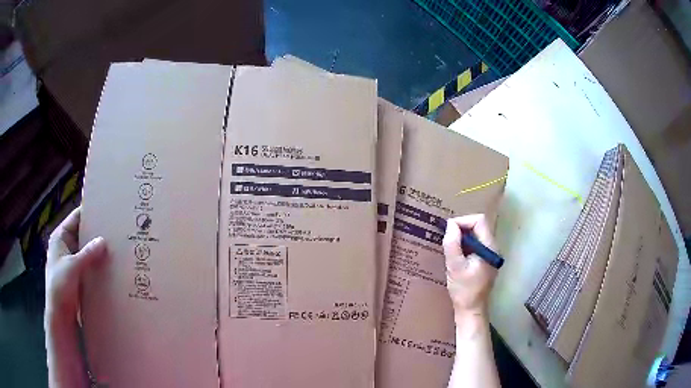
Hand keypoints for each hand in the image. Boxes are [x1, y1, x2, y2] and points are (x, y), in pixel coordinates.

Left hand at [46, 206, 106, 323]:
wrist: (60, 316)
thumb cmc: (60, 286)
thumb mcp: (73, 267)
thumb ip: (88, 253)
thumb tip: (103, 240)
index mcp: (60, 237)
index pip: (76, 218)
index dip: (89, 213)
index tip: (106, 211)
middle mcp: (66, 246)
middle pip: (82, 234)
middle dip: (96, 234)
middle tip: (116, 231)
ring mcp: (72, 262)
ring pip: (87, 251)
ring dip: (98, 251)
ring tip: (116, 247)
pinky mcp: (78, 276)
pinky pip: (89, 265)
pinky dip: (97, 264)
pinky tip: (110, 266)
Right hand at [442, 214, 496, 323]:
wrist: (471, 310)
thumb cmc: (464, 290)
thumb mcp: (455, 267)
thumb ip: (452, 244)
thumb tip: (450, 224)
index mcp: (489, 247)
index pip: (479, 221)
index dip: (462, 221)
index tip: (448, 231)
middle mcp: (493, 247)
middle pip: (478, 226)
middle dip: (461, 228)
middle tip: (446, 239)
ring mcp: (490, 254)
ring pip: (476, 235)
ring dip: (462, 237)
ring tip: (449, 247)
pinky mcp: (485, 260)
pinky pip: (475, 245)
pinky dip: (464, 245)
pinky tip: (455, 256)